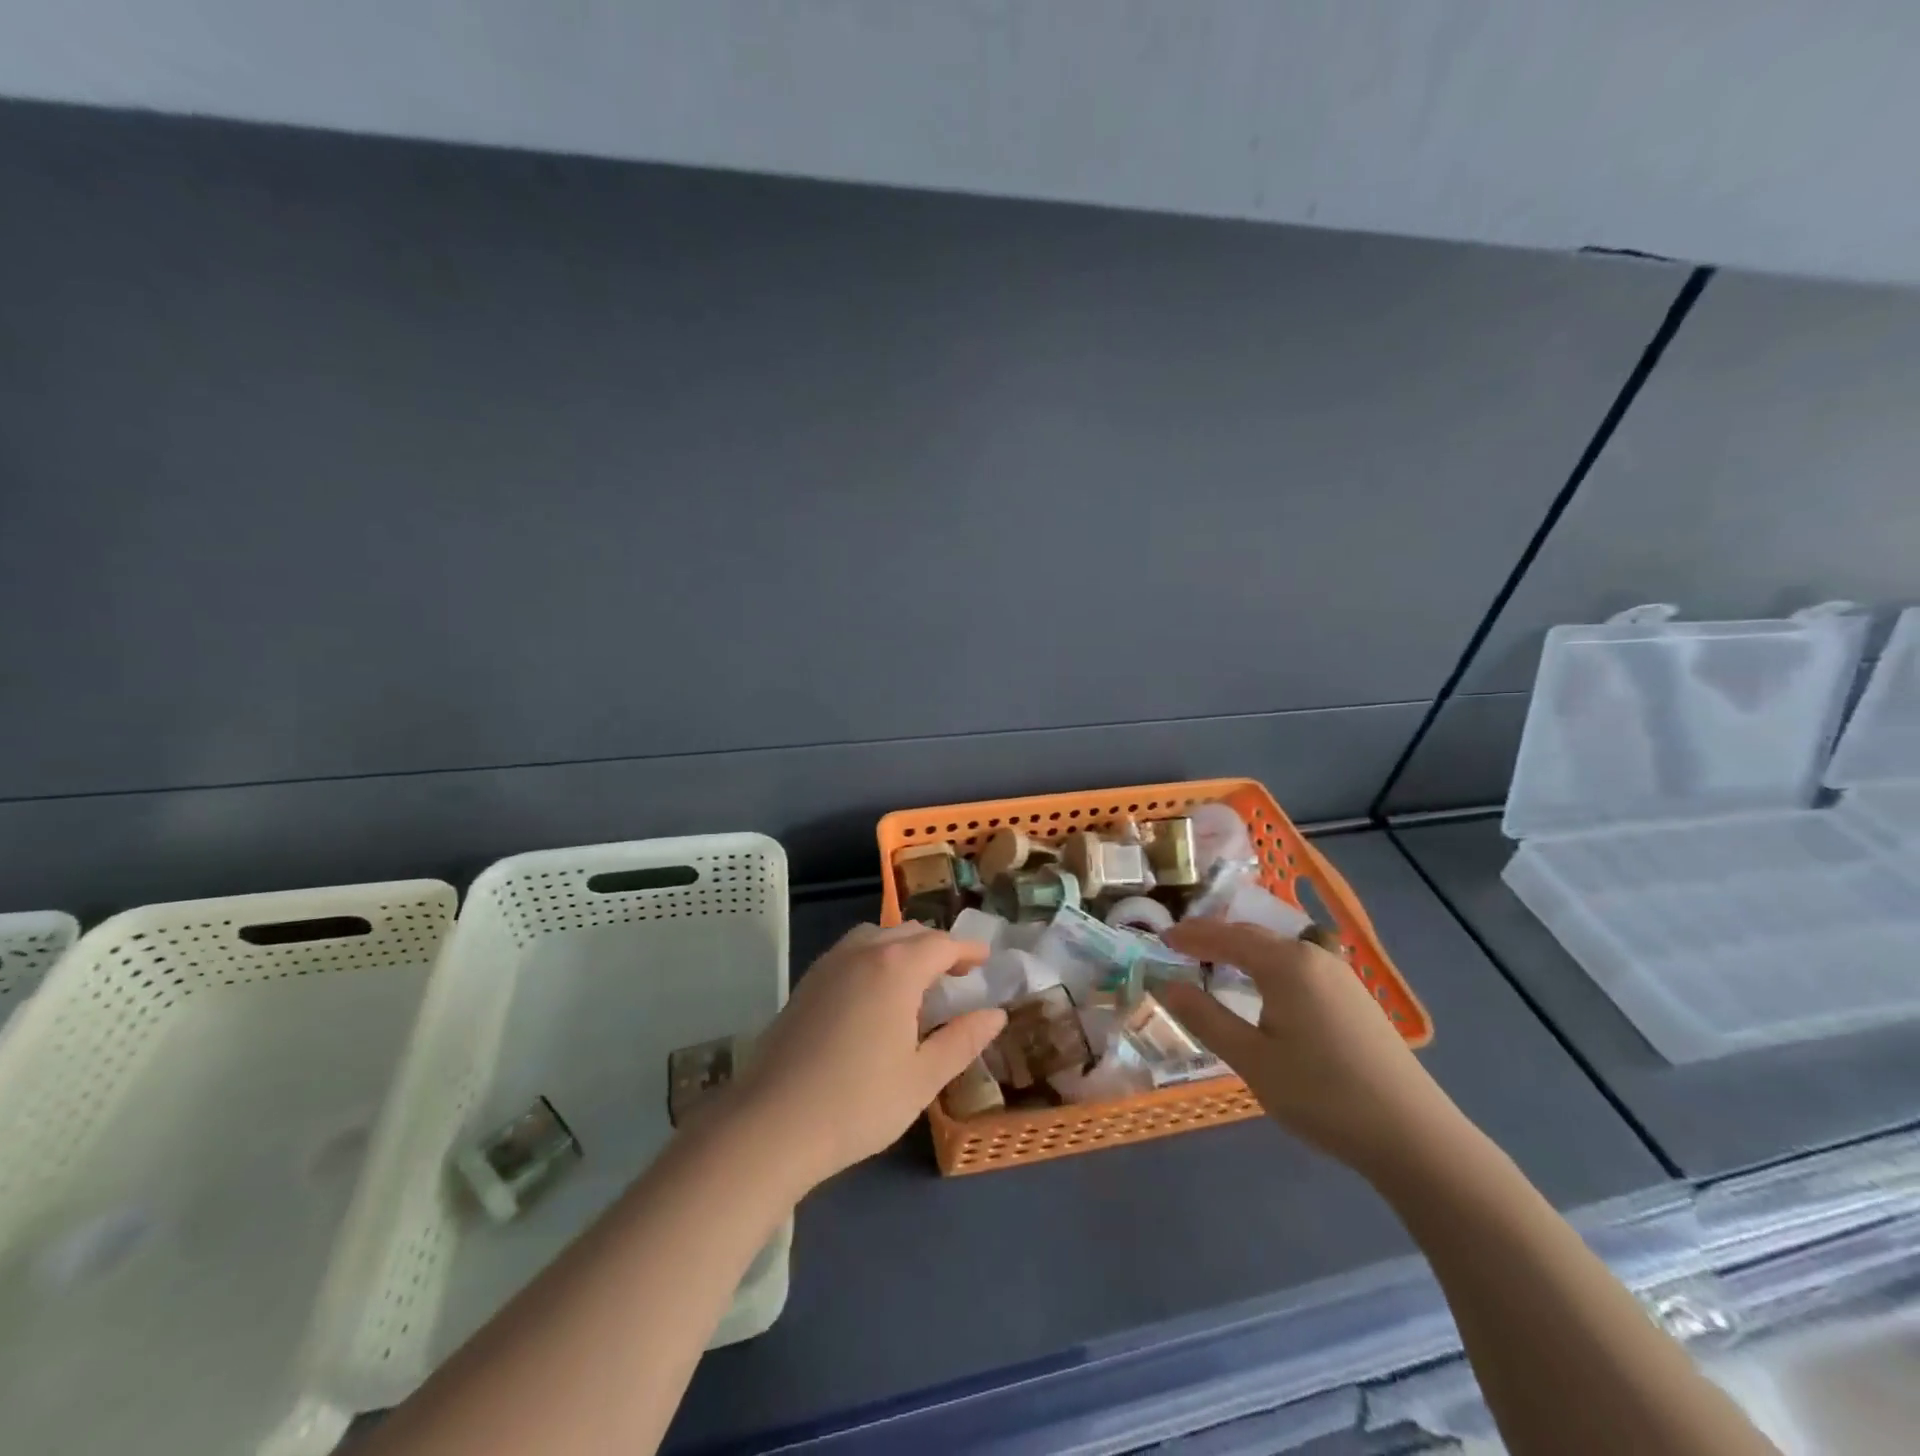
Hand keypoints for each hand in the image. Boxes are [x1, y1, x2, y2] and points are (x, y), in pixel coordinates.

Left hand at [725, 924, 1005, 1192]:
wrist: (771, 1124)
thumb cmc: (858, 1103)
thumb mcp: (922, 1078)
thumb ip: (962, 1040)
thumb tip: (995, 1014)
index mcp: (897, 968)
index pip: (942, 943)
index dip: (967, 949)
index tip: (985, 959)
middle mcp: (863, 952)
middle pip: (909, 932)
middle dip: (938, 946)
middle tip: (958, 972)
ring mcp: (829, 964)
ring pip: (877, 936)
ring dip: (904, 947)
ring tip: (918, 979)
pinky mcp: (807, 982)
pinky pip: (852, 951)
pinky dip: (875, 956)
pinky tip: (876, 993)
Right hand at [1157, 919, 1458, 1178]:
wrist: (1414, 1136)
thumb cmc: (1322, 1094)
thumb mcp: (1251, 1060)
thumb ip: (1205, 1017)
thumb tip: (1167, 985)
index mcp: (1285, 963)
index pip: (1225, 937)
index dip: (1190, 937)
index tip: (1160, 938)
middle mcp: (1313, 956)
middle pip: (1253, 936)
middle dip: (1214, 938)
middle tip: (1180, 947)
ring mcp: (1340, 975)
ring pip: (1278, 950)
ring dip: (1242, 951)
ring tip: (1213, 964)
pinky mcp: (1354, 997)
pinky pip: (1297, 966)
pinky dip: (1267, 966)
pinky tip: (1261, 989)